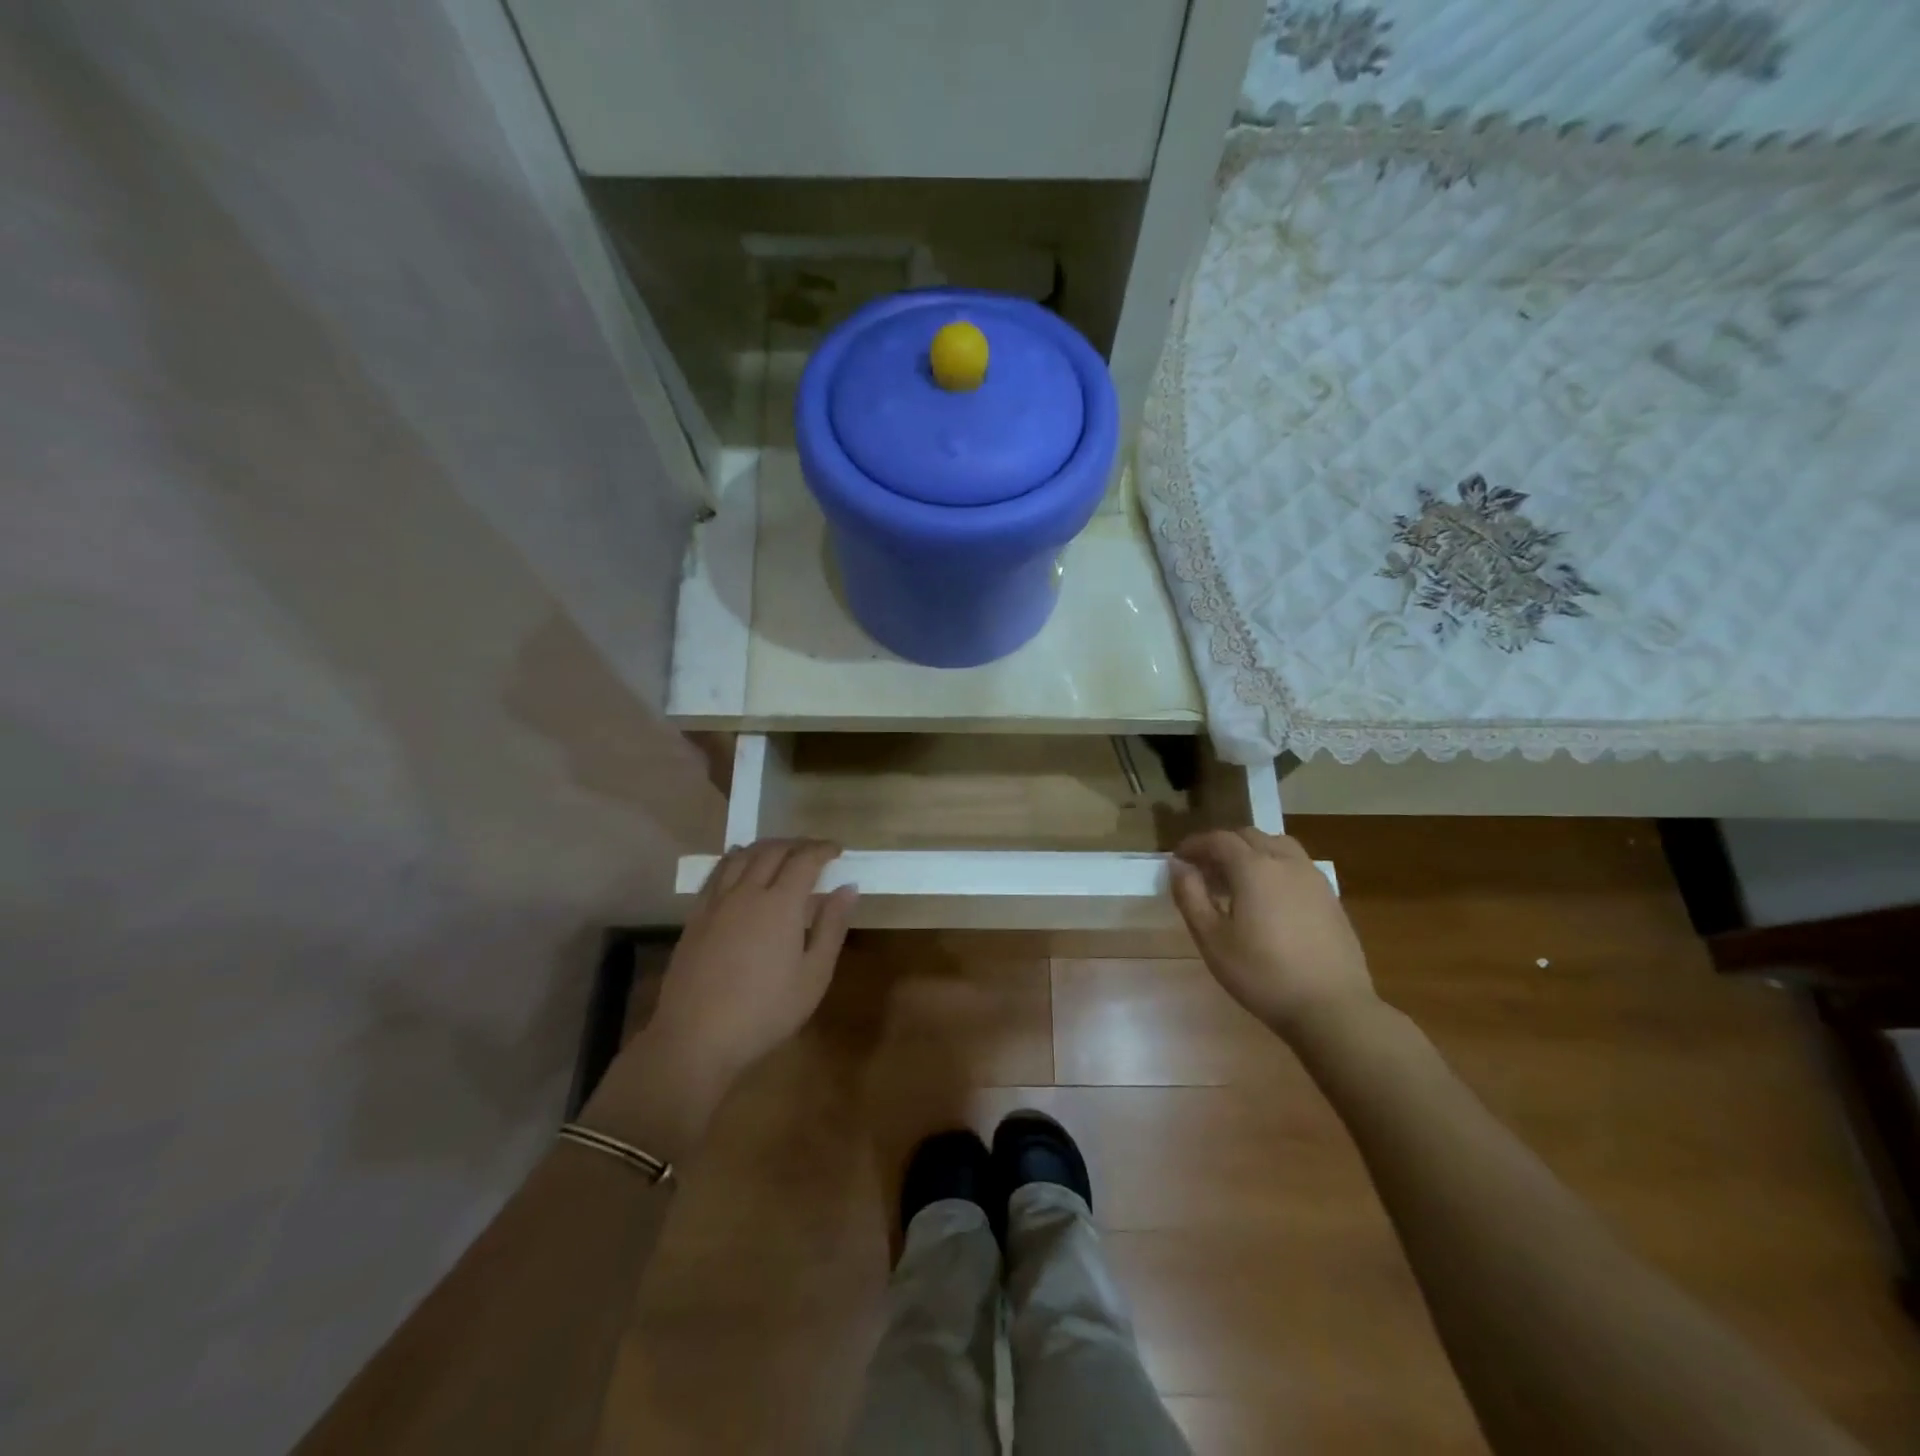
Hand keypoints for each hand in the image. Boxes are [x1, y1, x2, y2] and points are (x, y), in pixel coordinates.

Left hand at [653, 838, 858, 1083]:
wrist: (696, 1039)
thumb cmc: (765, 1012)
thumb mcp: (813, 976)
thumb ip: (832, 927)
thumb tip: (848, 888)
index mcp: (780, 904)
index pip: (804, 860)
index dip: (823, 849)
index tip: (837, 850)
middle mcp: (746, 892)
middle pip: (772, 851)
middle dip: (797, 844)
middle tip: (814, 851)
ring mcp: (716, 903)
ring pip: (741, 856)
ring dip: (765, 847)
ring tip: (780, 852)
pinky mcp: (695, 917)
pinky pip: (716, 873)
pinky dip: (734, 859)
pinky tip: (739, 865)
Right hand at [1171, 829, 1375, 1041]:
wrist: (1332, 1008)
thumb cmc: (1262, 974)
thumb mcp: (1212, 939)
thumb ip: (1191, 896)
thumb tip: (1179, 867)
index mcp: (1253, 868)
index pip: (1218, 840)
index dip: (1195, 844)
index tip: (1179, 859)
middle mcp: (1285, 862)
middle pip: (1249, 837)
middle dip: (1223, 846)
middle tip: (1205, 870)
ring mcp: (1313, 878)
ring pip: (1278, 846)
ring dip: (1252, 852)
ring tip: (1238, 879)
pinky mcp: (1331, 898)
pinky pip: (1297, 866)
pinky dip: (1275, 867)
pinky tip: (1270, 899)